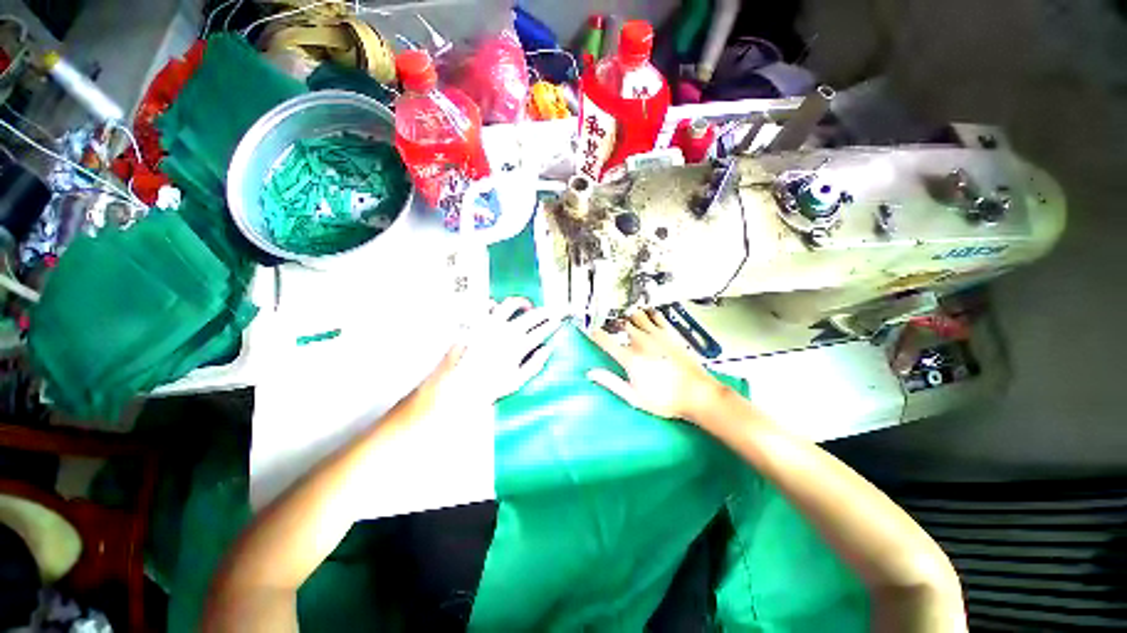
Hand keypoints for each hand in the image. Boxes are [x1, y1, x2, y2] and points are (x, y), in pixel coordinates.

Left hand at [418, 296, 561, 408]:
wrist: (456, 385)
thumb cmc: (487, 387)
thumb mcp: (517, 380)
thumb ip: (535, 363)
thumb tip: (547, 350)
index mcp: (518, 345)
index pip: (543, 329)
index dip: (553, 323)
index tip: (560, 320)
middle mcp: (506, 330)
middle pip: (532, 315)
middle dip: (546, 311)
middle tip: (552, 310)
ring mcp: (490, 324)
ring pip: (511, 304)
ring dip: (523, 302)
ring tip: (527, 305)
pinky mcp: (476, 322)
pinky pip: (487, 306)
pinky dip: (495, 304)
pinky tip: (497, 307)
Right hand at [588, 308, 725, 421]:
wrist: (698, 394)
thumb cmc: (666, 400)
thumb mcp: (634, 397)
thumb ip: (611, 382)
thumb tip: (592, 374)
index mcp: (631, 358)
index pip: (606, 340)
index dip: (596, 335)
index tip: (592, 333)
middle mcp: (642, 342)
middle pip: (622, 325)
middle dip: (615, 327)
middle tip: (613, 331)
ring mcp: (658, 336)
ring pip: (638, 317)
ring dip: (630, 318)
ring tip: (628, 322)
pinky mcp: (671, 334)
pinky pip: (657, 317)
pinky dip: (650, 314)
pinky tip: (649, 315)